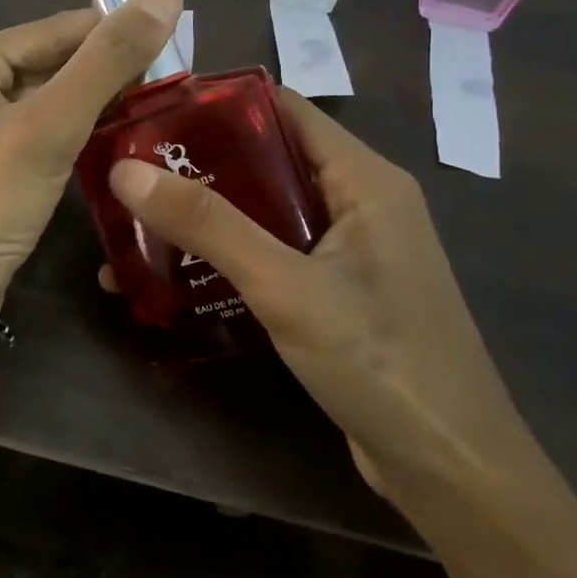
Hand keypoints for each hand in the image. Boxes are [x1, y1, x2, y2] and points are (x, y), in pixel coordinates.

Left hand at [0, 0, 184, 307]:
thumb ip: (107, 61)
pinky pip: (30, 127)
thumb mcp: (48, 129)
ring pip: (42, 96)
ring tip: (154, 106)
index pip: (55, 30)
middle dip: (104, 72)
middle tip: (173, 82)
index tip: (179, 41)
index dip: (117, 33)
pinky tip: (111, 136)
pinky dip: (68, 129)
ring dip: (90, 102)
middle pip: (47, 61)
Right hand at [105, 88, 547, 519]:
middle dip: (194, 168)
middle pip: (264, 162)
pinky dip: (221, 260)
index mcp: (363, 179)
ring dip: (201, 220)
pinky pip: (268, 257)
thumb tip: (125, 171)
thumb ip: (209, 225)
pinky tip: (168, 278)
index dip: (216, 106)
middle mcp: (356, 203)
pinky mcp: (332, 293)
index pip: (283, 110)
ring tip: (132, 227)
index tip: (148, 115)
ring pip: (260, 214)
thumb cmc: (380, 361)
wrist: (451, 471)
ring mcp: (346, 252)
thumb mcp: (286, 286)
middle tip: (126, 175)